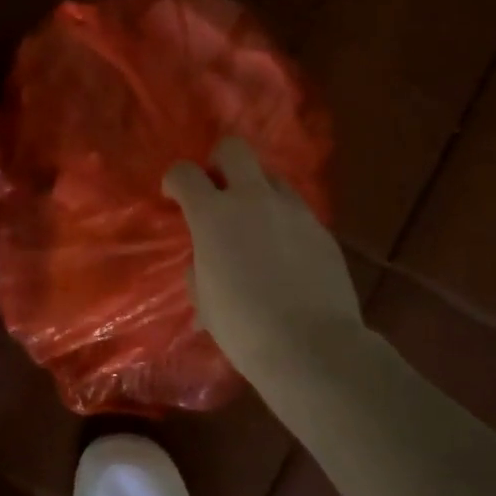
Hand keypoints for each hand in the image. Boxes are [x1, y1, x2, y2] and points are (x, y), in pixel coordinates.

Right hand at [163, 135, 364, 374]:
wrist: (312, 347)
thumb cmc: (244, 327)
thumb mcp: (203, 298)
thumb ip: (199, 264)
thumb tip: (206, 257)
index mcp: (213, 215)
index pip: (184, 172)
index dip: (174, 180)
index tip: (174, 196)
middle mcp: (252, 199)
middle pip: (234, 149)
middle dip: (219, 161)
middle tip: (217, 189)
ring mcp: (292, 210)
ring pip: (270, 176)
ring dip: (256, 190)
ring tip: (255, 222)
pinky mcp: (321, 228)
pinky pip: (295, 208)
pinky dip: (282, 219)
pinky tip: (283, 251)